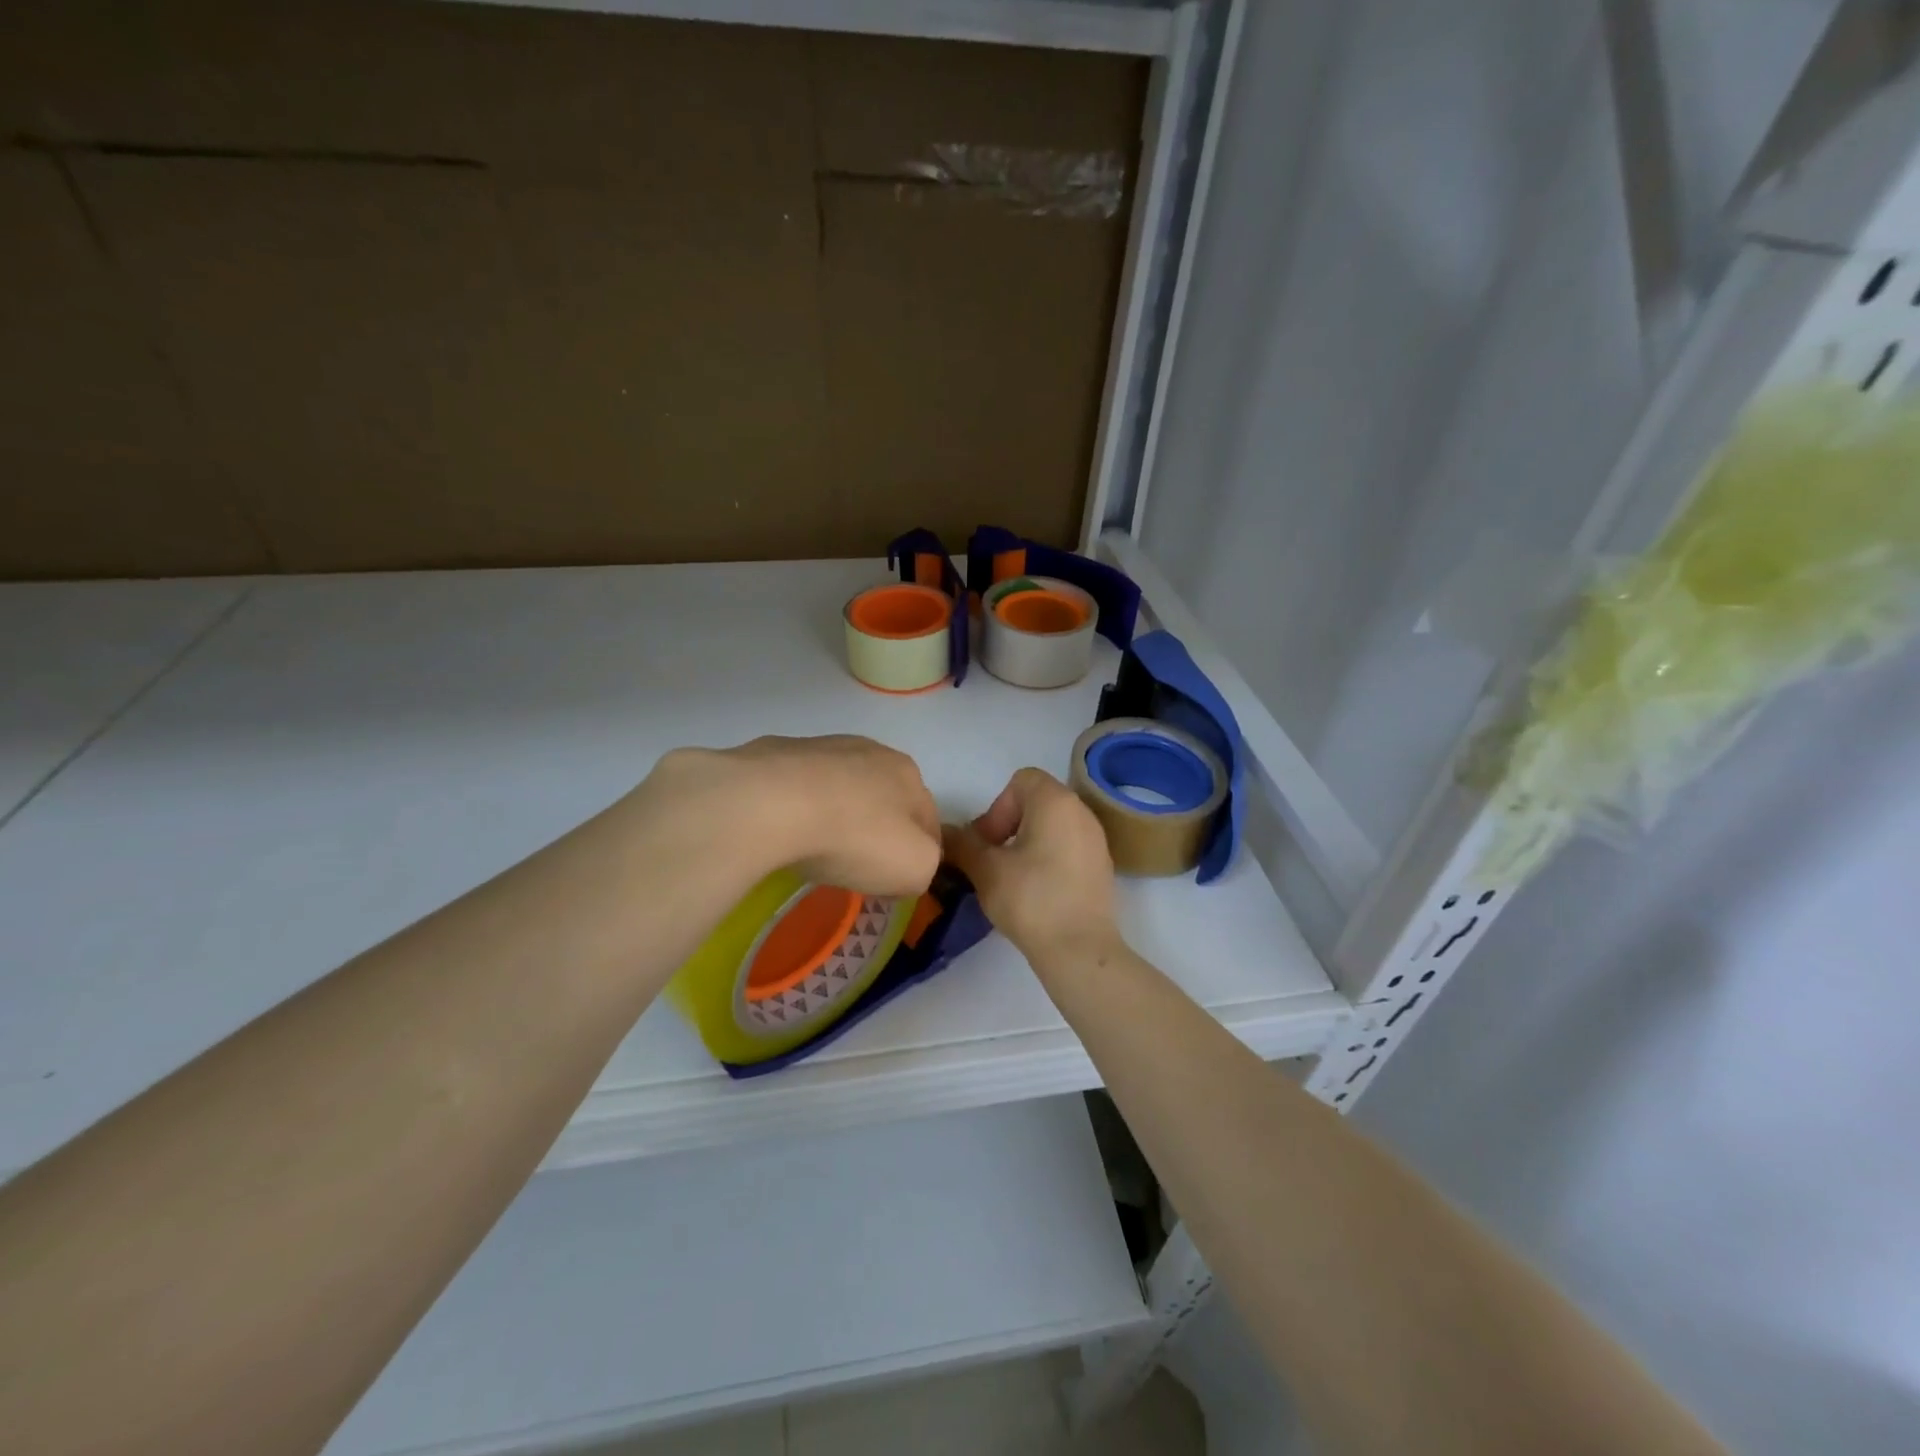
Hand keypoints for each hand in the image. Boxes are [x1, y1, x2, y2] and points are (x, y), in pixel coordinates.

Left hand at [639, 736, 941, 897]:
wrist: (771, 804)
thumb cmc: (855, 837)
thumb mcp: (915, 868)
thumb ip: (926, 866)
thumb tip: (909, 864)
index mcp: (909, 774)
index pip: (927, 819)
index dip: (919, 853)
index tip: (900, 881)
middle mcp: (870, 750)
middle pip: (883, 798)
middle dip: (876, 829)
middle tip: (859, 866)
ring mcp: (820, 747)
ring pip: (839, 789)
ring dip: (836, 815)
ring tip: (815, 850)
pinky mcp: (774, 754)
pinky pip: (795, 789)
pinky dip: (795, 809)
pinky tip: (782, 832)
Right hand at [942, 768, 1119, 965]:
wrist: (1080, 950)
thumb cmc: (1031, 900)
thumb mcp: (986, 870)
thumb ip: (962, 844)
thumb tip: (944, 833)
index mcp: (1056, 802)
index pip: (1020, 781)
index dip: (997, 808)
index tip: (989, 843)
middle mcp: (1081, 812)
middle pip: (1037, 801)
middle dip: (1009, 825)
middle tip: (994, 860)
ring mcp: (1096, 839)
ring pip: (1053, 825)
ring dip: (1027, 842)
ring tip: (1012, 877)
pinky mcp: (1101, 866)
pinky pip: (1068, 847)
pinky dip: (1049, 858)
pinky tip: (1037, 891)